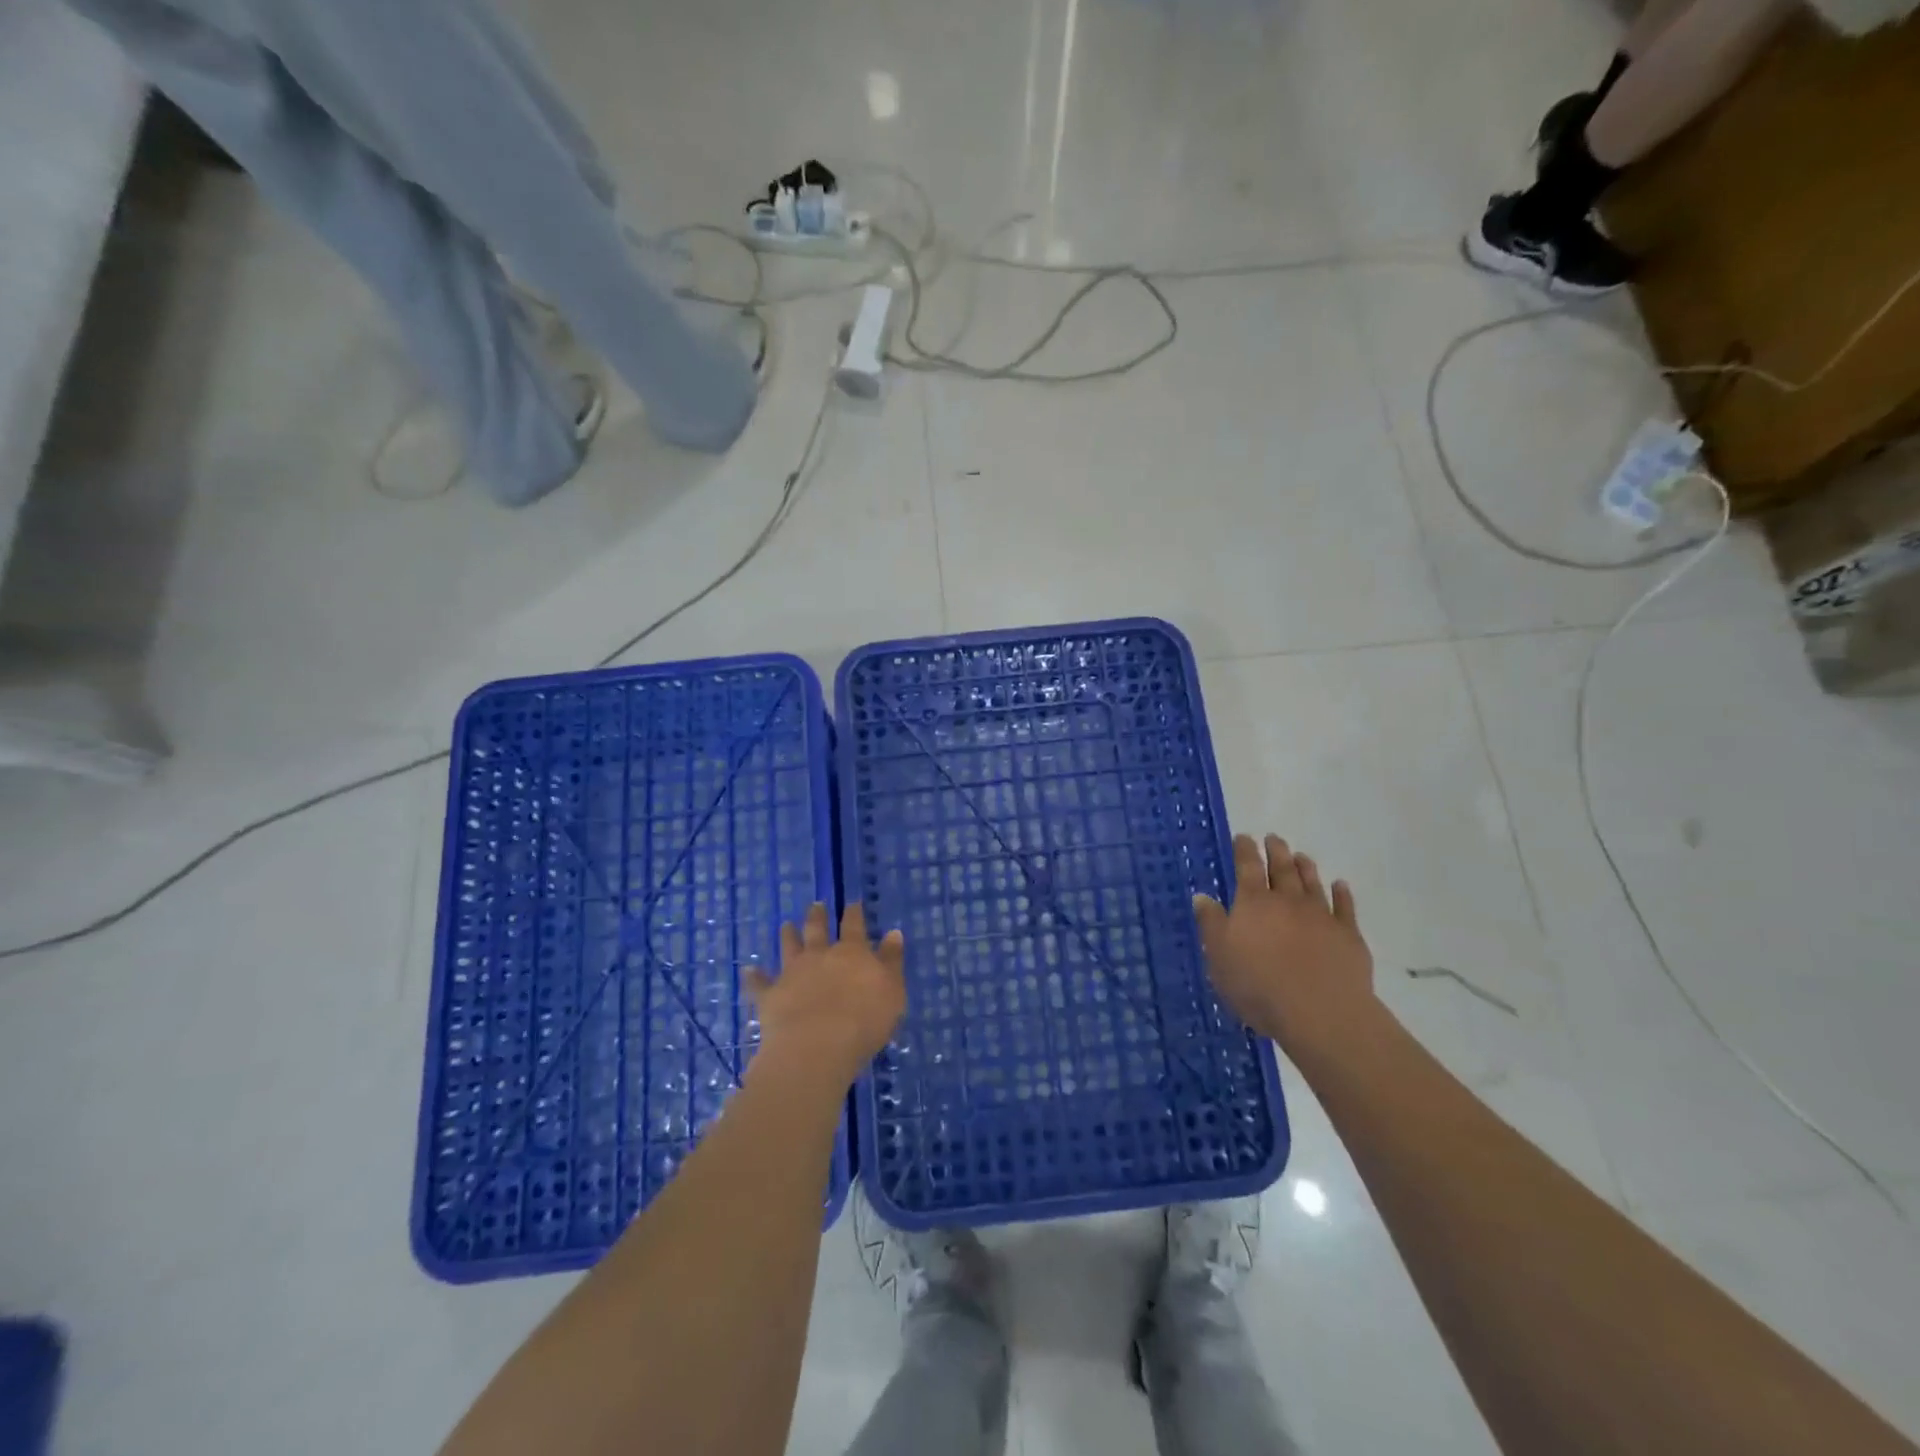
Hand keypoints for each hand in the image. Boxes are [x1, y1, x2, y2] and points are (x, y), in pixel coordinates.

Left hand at [745, 903, 905, 1088]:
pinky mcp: (771, 995)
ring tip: (786, 925)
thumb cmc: (864, 1020)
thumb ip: (892, 961)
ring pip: (789, 947)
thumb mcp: (892, 990)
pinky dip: (753, 976)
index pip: (854, 926)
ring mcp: (792, 973)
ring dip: (788, 935)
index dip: (854, 913)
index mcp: (852, 952)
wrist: (817, 1046)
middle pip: (817, 929)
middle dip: (817, 916)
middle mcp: (820, 955)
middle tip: (816, 905)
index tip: (852, 902)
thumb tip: (893, 932)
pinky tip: (748, 970)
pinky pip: (759, 983)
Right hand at [1194, 834, 1375, 1055]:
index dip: (1244, 850)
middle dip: (1276, 851)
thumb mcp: (1219, 956)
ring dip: (1306, 867)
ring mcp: (1321, 915)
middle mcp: (1287, 901)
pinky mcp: (1348, 935)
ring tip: (1301, 856)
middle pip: (1282, 869)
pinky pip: (1345, 907)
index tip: (1243, 837)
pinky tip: (1340, 885)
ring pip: (1312, 883)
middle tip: (1274, 838)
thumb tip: (1202, 896)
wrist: (1319, 1011)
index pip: (1247, 867)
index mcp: (1253, 903)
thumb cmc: (1257, 984)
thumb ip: (1211, 924)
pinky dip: (1342, 894)